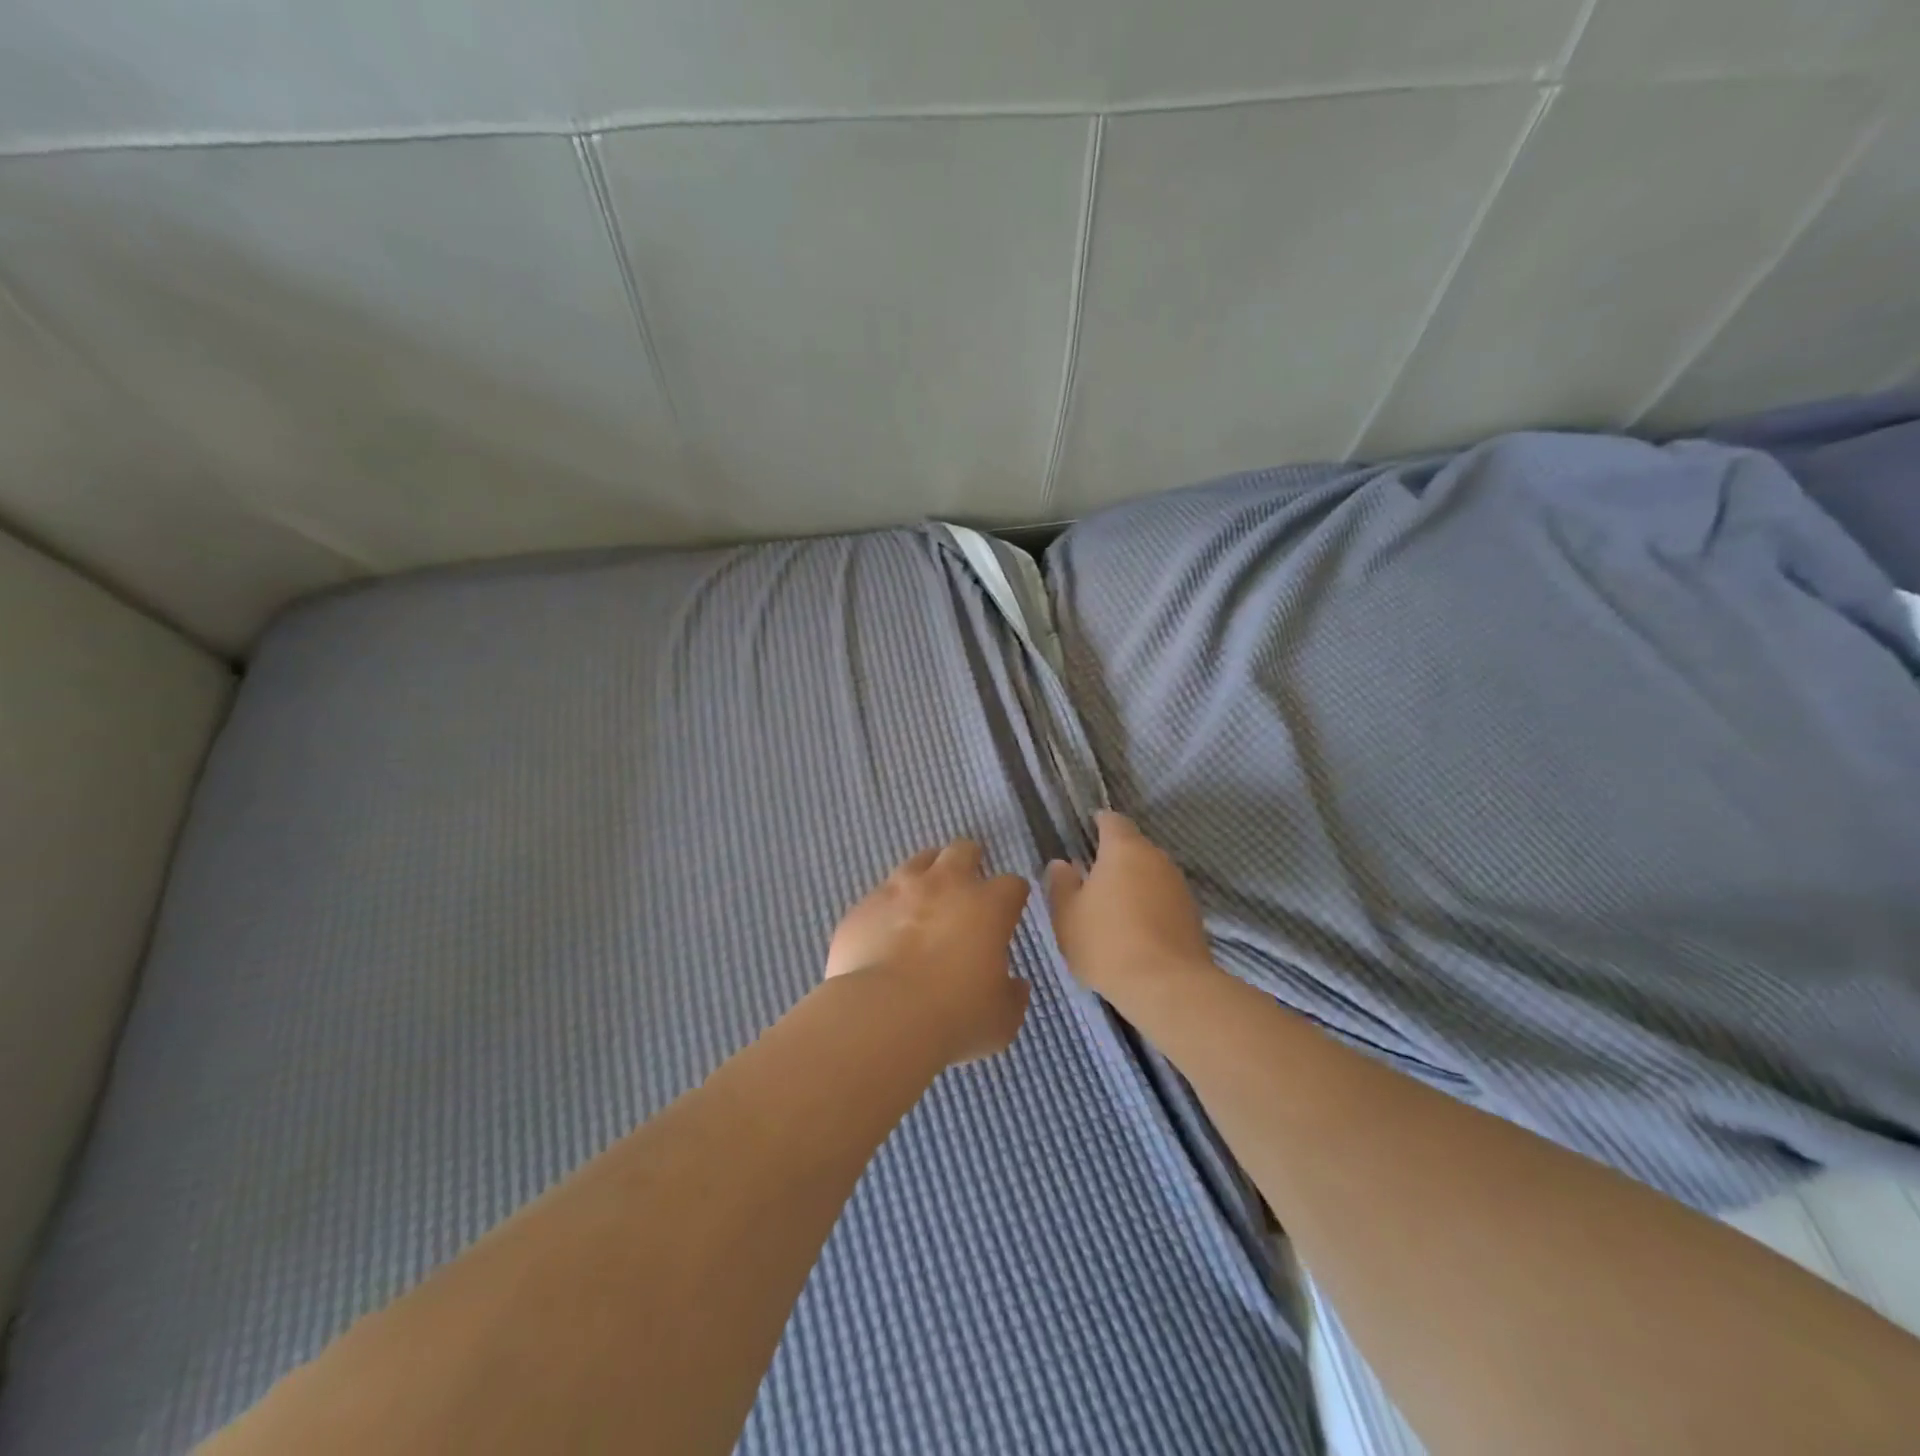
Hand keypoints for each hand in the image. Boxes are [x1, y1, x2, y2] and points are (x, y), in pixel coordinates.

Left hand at [825, 839, 1031, 1064]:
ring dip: (928, 874)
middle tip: (967, 887)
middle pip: (964, 850)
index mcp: (988, 906)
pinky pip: (881, 894)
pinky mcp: (864, 905)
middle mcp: (946, 884)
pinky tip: (886, 929)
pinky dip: (889, 906)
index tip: (1009, 912)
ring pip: (920, 861)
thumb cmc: (955, 1015)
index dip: (1013, 896)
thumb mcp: (1001, 1018)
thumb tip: (1016, 986)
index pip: (1012, 884)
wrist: (882, 1015)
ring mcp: (900, 889)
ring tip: (925, 898)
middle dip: (970, 862)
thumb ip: (1012, 995)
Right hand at [1045, 812, 1221, 1014]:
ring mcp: (1179, 886)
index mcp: (1124, 849)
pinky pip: (1163, 899)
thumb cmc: (1107, 943)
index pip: (1113, 820)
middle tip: (1091, 879)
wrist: (1168, 986)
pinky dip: (1149, 906)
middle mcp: (1156, 858)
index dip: (1099, 823)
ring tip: (1111, 909)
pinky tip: (1135, 930)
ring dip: (1133, 884)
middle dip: (1114, 858)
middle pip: (1133, 847)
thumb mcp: (1067, 915)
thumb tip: (1062, 864)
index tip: (1086, 832)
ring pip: (1150, 874)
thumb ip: (1061, 884)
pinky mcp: (1192, 914)